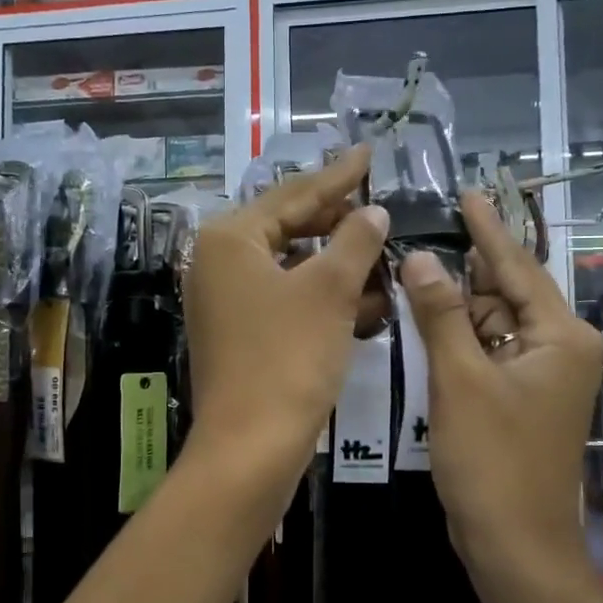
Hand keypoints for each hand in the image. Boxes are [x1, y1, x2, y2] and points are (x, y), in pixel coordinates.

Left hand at [185, 146, 387, 494]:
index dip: (339, 176)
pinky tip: (366, 300)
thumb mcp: (330, 291)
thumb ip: (355, 240)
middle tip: (381, 206)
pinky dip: (323, 297)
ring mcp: (225, 301)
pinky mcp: (239, 333)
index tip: (370, 153)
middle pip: (289, 227)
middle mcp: (218, 262)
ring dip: (338, 263)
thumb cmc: (288, 358)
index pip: (294, 194)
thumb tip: (373, 211)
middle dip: (339, 222)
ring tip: (384, 253)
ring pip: (292, 266)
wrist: (250, 449)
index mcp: (230, 239)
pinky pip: (287, 299)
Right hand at [398, 195, 602, 602]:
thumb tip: (422, 257)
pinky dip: (456, 336)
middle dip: (461, 266)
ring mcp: (538, 374)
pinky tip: (423, 317)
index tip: (467, 189)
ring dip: (453, 303)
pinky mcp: (517, 397)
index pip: (516, 265)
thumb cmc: (493, 462)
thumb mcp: (460, 381)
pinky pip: (485, 351)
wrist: (514, 546)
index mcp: (559, 335)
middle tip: (418, 228)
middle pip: (502, 292)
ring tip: (411, 266)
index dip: (486, 227)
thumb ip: (441, 315)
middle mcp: (557, 347)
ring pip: (490, 322)